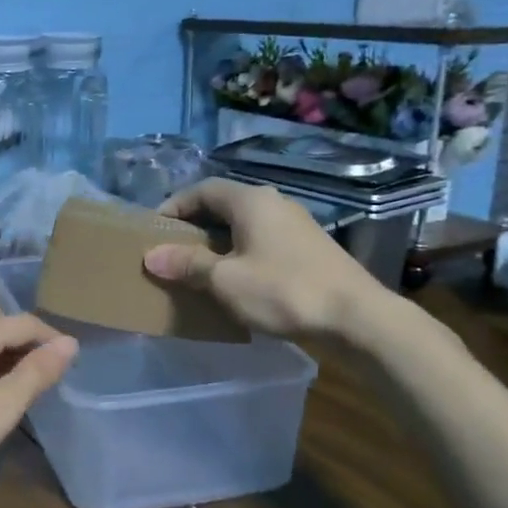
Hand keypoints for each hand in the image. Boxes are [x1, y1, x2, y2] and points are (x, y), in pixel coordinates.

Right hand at [143, 179, 399, 343]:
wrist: (356, 318)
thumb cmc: (283, 291)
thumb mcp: (226, 280)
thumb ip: (187, 264)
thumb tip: (151, 255)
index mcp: (251, 201)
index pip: (202, 190)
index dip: (174, 206)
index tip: (154, 230)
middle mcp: (274, 203)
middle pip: (224, 205)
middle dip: (195, 226)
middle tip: (172, 251)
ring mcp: (296, 225)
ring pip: (245, 225)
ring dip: (219, 242)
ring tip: (199, 268)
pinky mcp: (309, 248)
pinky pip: (263, 241)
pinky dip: (241, 253)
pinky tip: (236, 280)